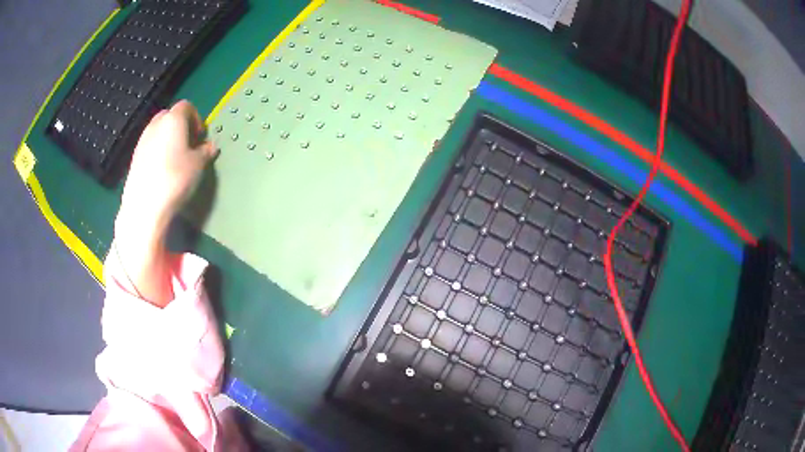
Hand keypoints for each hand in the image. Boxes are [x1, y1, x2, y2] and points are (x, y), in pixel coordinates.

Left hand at [119, 100, 217, 232]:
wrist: (144, 206)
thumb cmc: (175, 179)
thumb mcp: (198, 165)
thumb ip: (205, 152)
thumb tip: (210, 147)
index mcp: (174, 119)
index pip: (186, 106)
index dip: (196, 118)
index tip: (200, 137)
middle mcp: (156, 124)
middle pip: (169, 115)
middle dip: (180, 126)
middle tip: (188, 145)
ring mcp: (142, 140)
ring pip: (158, 131)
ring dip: (167, 139)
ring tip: (175, 159)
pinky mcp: (134, 157)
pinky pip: (149, 146)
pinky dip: (157, 151)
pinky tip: (162, 170)